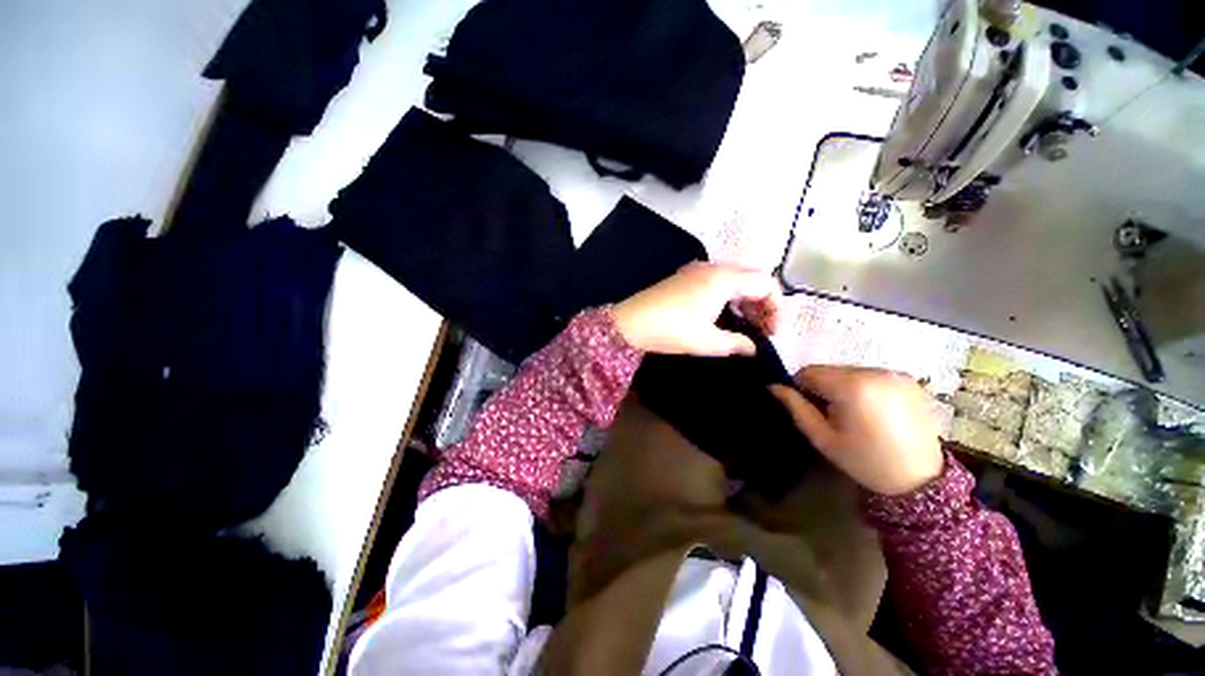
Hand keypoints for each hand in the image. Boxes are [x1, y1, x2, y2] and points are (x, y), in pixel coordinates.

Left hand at [610, 262, 780, 356]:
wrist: (629, 323)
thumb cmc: (671, 330)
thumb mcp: (707, 341)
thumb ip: (736, 343)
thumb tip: (753, 348)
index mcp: (723, 279)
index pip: (765, 283)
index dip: (775, 307)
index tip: (772, 332)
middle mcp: (712, 267)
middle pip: (751, 278)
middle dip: (761, 303)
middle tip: (761, 329)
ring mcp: (696, 270)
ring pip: (733, 279)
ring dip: (744, 299)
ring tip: (745, 324)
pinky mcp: (684, 277)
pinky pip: (716, 281)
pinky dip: (728, 295)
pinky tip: (723, 314)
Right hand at [770, 366, 942, 495]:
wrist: (921, 479)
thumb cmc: (865, 460)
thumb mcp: (822, 438)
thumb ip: (796, 408)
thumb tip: (773, 386)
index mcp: (851, 387)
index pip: (809, 372)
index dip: (801, 387)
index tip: (808, 407)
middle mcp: (874, 372)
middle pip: (830, 369)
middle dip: (823, 386)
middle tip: (831, 414)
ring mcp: (895, 373)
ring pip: (849, 370)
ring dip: (843, 385)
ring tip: (854, 413)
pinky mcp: (909, 379)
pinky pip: (871, 374)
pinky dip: (864, 386)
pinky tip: (873, 410)